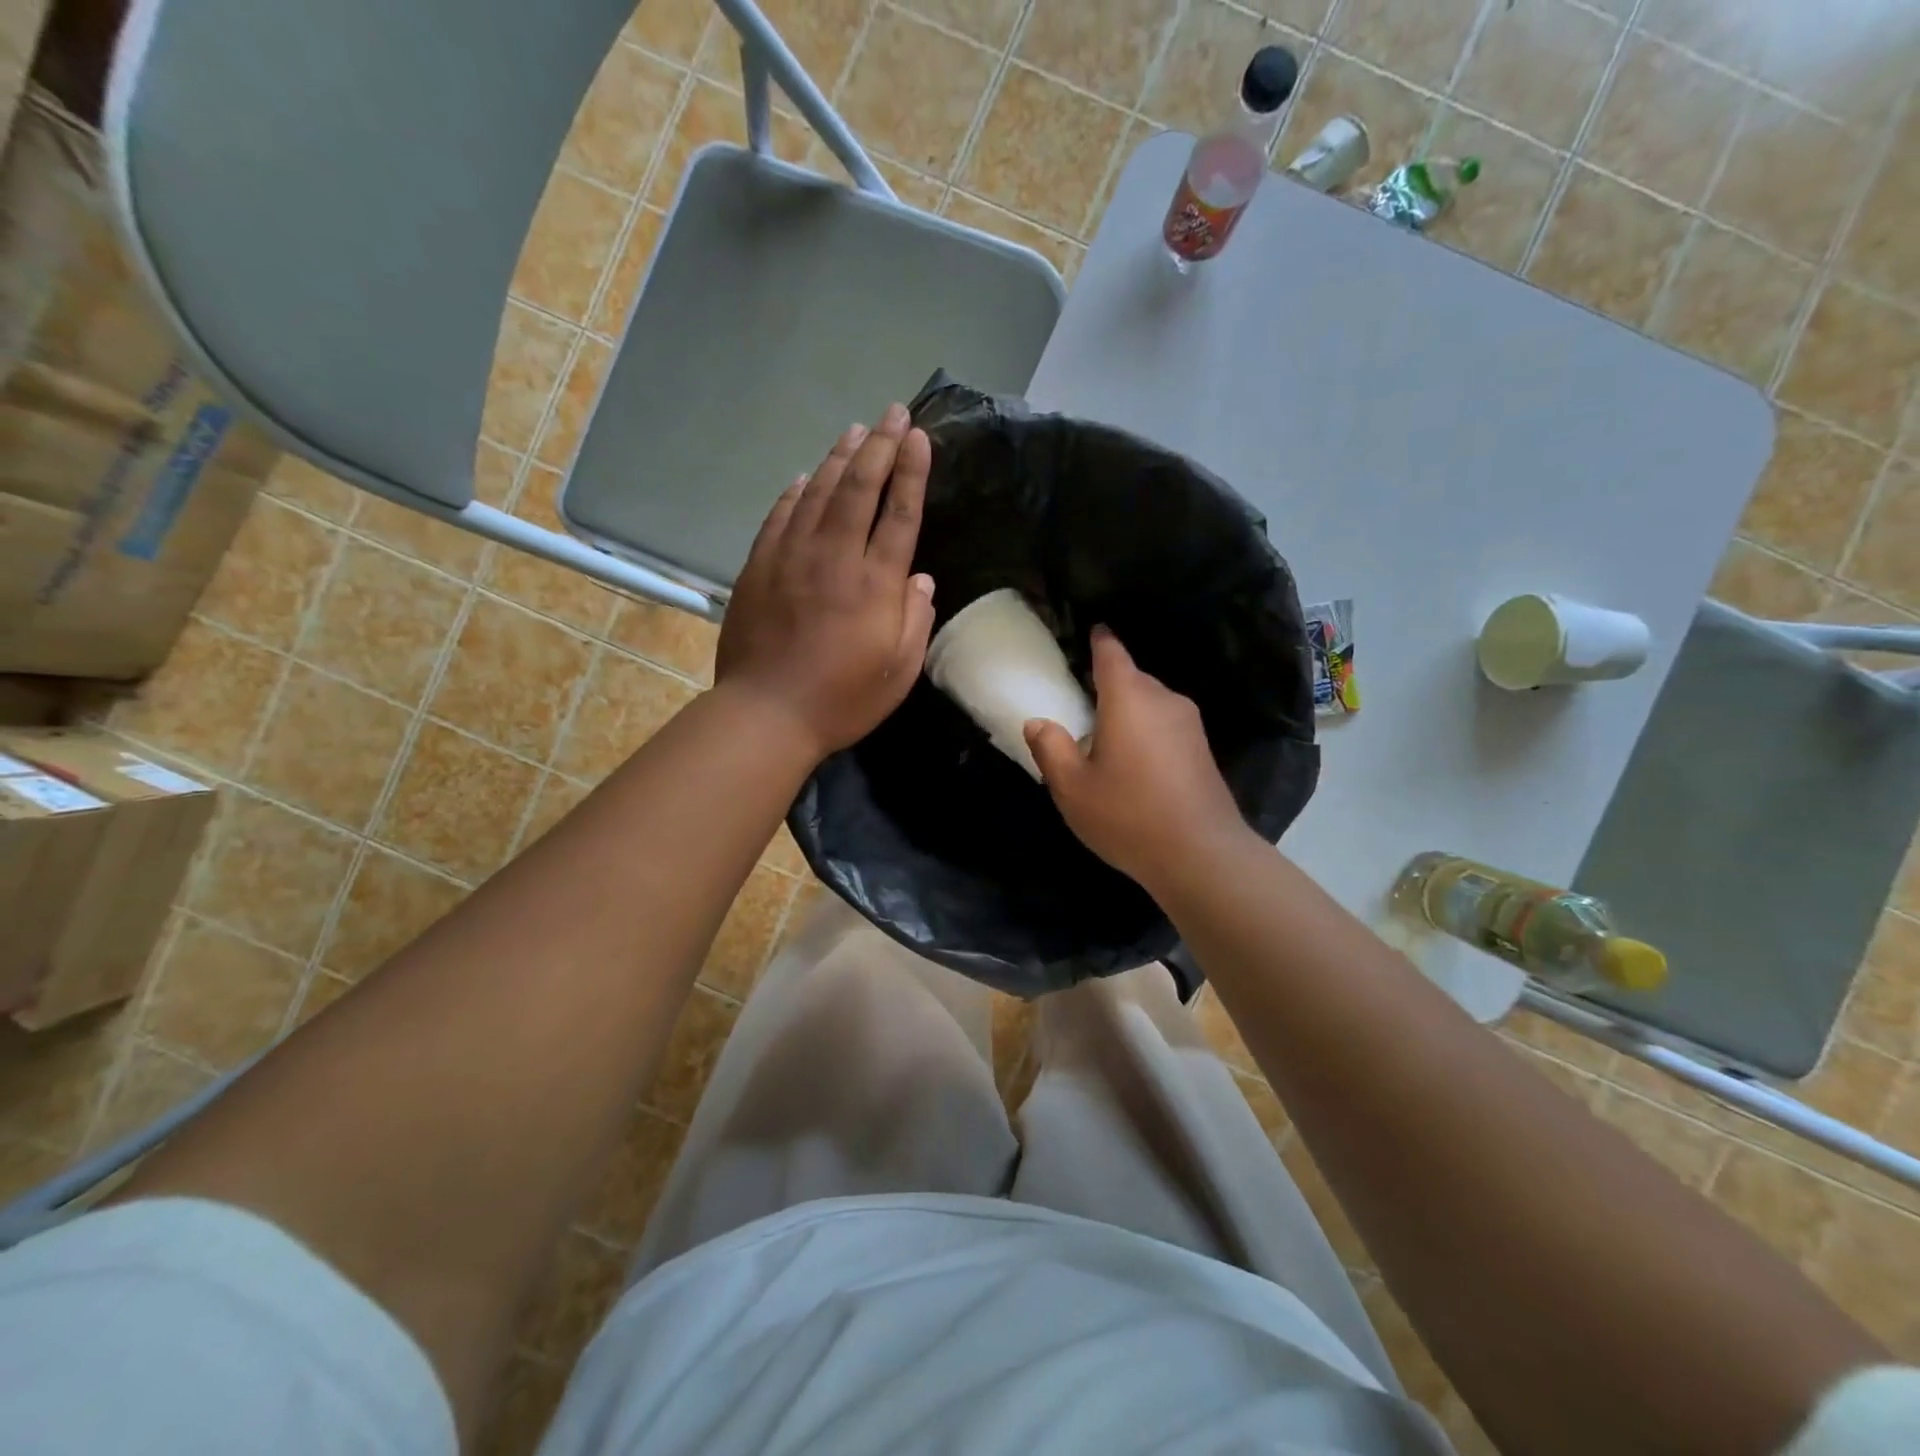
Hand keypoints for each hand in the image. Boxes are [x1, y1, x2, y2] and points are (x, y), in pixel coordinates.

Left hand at [716, 404, 936, 758]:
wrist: (766, 714)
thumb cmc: (842, 700)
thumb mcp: (899, 672)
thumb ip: (915, 620)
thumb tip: (920, 579)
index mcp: (875, 584)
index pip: (899, 513)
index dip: (911, 471)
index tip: (918, 436)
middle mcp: (834, 558)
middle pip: (859, 488)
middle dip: (879, 445)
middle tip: (892, 412)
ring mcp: (791, 557)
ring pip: (818, 493)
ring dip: (839, 457)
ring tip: (855, 430)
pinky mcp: (759, 567)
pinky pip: (780, 516)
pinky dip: (796, 491)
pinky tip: (807, 477)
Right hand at [1024, 627, 1252, 893]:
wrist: (1201, 855)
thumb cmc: (1128, 815)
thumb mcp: (1072, 787)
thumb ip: (1050, 748)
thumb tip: (1038, 722)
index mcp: (1129, 698)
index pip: (1112, 654)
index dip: (1100, 641)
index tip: (1092, 632)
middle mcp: (1163, 699)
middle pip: (1131, 679)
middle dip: (1108, 687)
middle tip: (1081, 708)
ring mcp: (1189, 724)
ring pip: (1150, 704)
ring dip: (1128, 713)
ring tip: (1105, 741)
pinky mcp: (1202, 750)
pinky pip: (1165, 726)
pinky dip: (1146, 733)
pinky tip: (1134, 765)